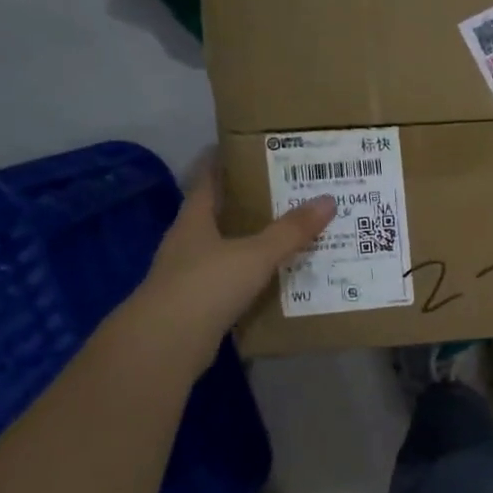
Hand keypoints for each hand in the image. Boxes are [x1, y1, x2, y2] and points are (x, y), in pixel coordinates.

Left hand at [137, 159, 334, 347]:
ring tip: (289, 234)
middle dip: (248, 203)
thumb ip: (290, 231)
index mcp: (194, 220)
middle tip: (287, 191)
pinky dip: (251, 279)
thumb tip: (328, 199)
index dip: (224, 162)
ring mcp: (188, 276)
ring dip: (251, 243)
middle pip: (218, 215)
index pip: (207, 180)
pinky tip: (276, 280)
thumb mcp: (255, 254)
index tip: (249, 148)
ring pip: (225, 250)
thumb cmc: (206, 285)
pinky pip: (230, 283)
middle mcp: (187, 243)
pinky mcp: (196, 306)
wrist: (165, 344)